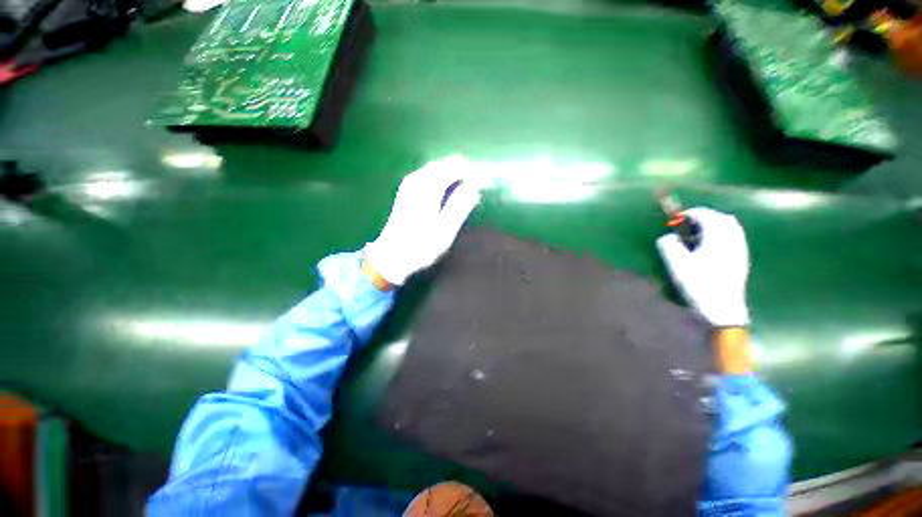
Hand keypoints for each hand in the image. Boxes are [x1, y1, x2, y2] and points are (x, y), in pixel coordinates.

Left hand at [364, 156, 483, 286]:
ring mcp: (410, 184)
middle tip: (480, 186)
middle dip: (465, 171)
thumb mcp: (445, 229)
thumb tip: (475, 187)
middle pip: (446, 164)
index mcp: (428, 187)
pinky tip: (450, 189)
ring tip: (469, 187)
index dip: (474, 174)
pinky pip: (429, 174)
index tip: (487, 184)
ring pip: (437, 168)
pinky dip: (443, 178)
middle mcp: (417, 179)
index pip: (456, 168)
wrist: (392, 256)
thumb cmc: (421, 246)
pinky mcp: (407, 190)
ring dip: (455, 173)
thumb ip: (460, 205)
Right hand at [656, 207, 749, 326]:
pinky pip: (734, 237)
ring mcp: (740, 249)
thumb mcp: (676, 264)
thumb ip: (668, 245)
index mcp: (717, 237)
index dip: (689, 214)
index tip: (676, 219)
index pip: (705, 215)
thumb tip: (668, 236)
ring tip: (698, 234)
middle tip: (687, 224)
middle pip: (721, 218)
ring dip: (714, 225)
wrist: (722, 307)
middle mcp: (732, 239)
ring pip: (731, 227)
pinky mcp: (741, 259)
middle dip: (704, 217)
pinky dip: (722, 235)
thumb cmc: (698, 284)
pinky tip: (711, 246)